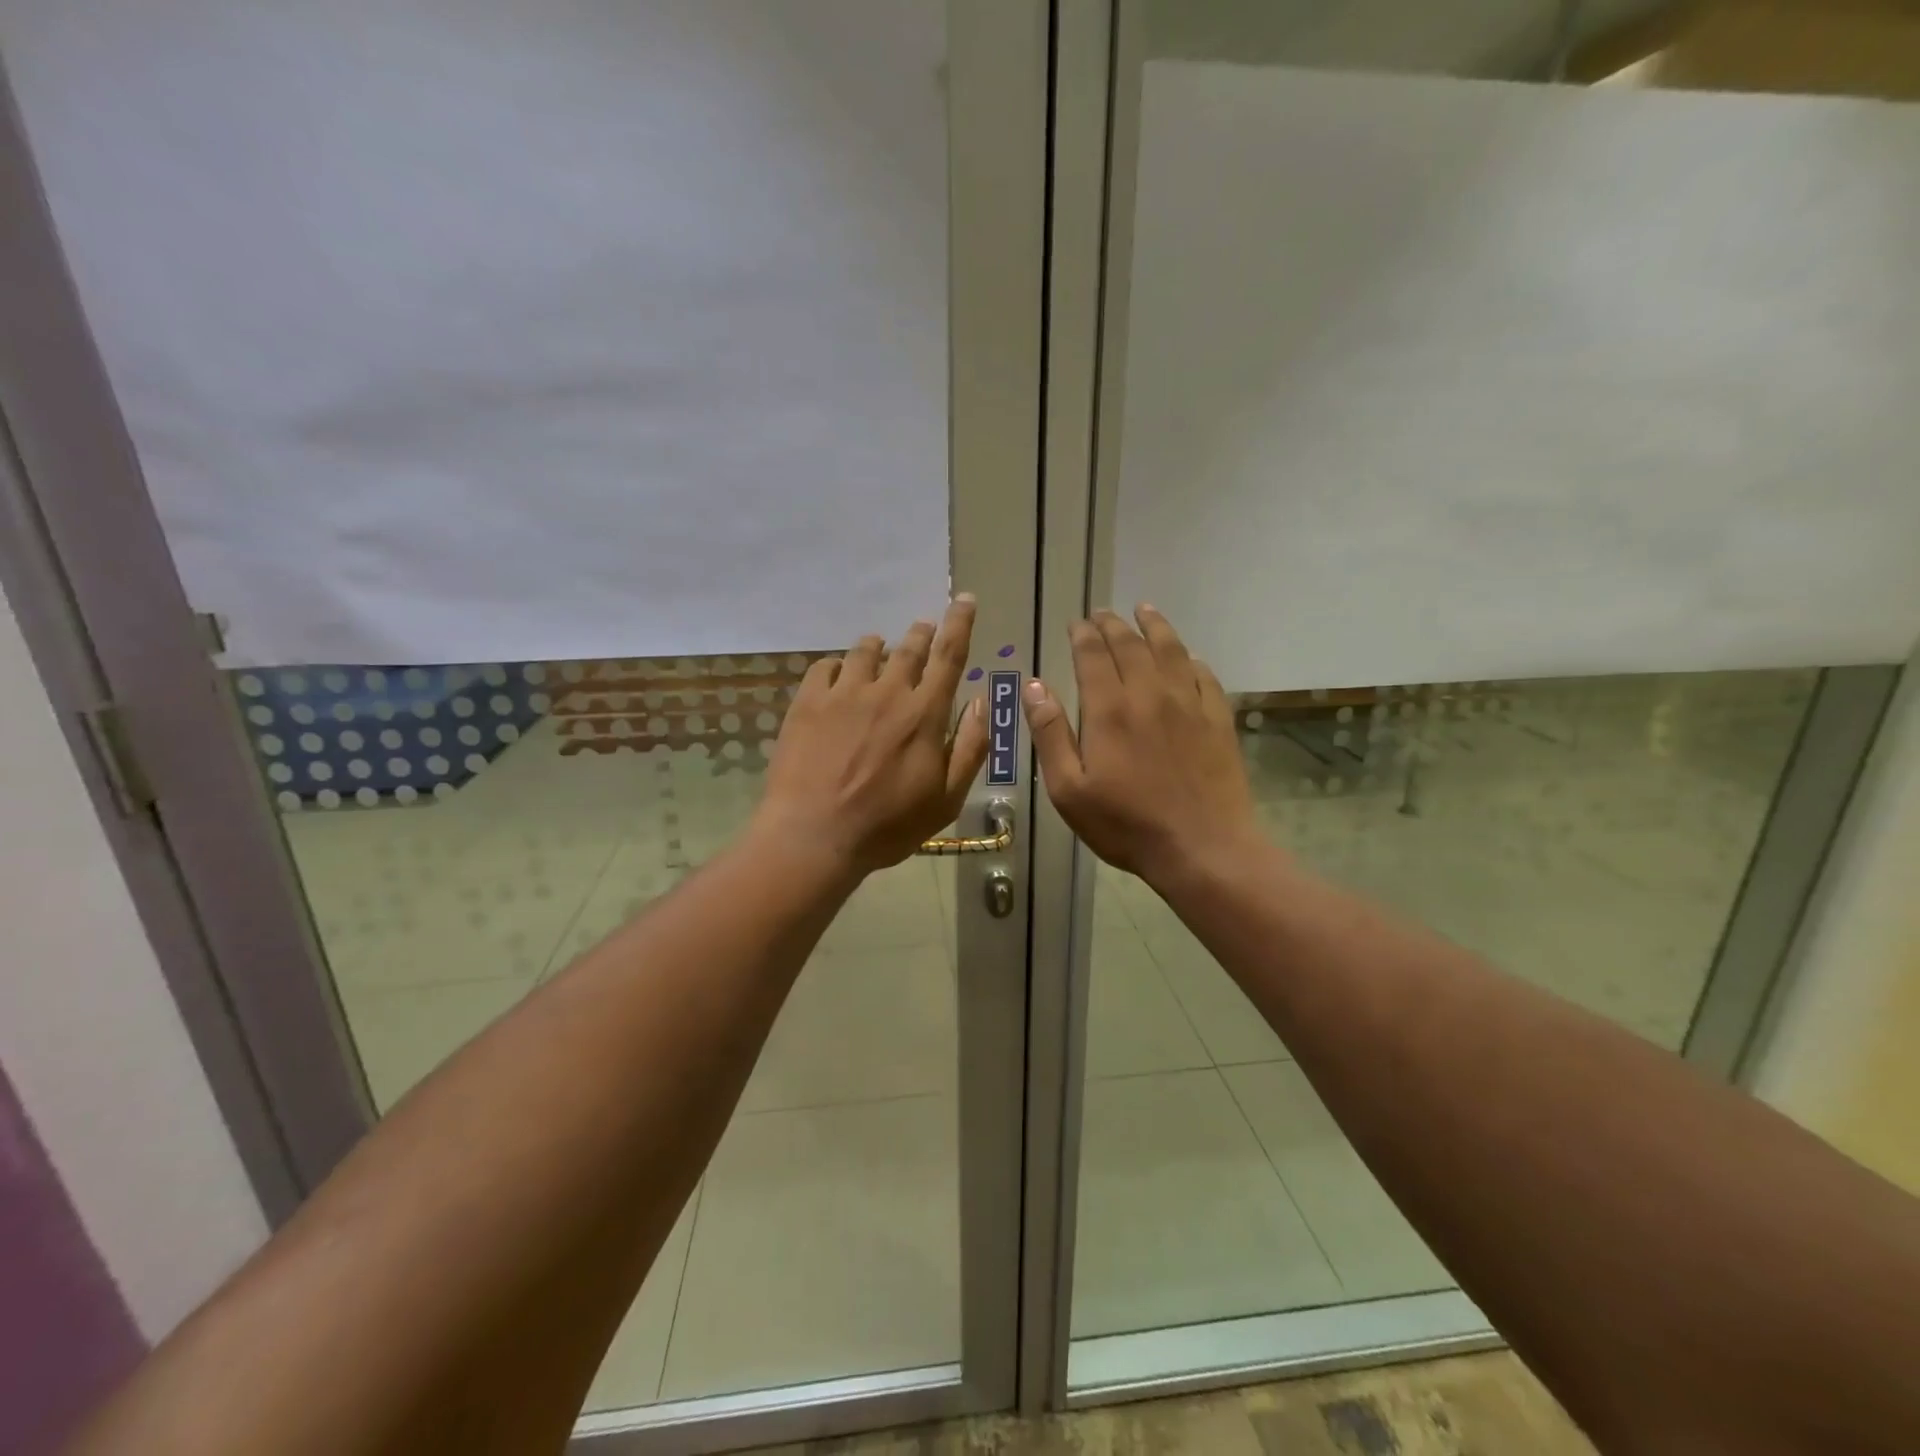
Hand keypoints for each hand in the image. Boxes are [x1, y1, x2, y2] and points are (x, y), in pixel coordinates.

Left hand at [754, 596, 989, 875]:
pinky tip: (838, 675)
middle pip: (908, 647)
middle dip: (921, 633)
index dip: (960, 623)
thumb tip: (981, 701)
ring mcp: (843, 694)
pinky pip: (824, 667)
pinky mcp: (807, 703)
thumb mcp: (945, 799)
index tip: (965, 599)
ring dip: (879, 646)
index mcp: (924, 714)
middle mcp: (886, 692)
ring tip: (880, 649)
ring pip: (865, 651)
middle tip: (924, 628)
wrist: (813, 836)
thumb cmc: (887, 826)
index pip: (949, 656)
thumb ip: (970, 748)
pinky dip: (837, 666)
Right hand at [1024, 606, 1262, 888]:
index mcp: (1109, 710)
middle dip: (1113, 625)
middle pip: (1130, 645)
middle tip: (1102, 613)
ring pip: (1170, 650)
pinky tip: (1186, 657)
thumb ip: (1050, 734)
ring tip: (1145, 610)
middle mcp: (1149, 694)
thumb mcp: (1069, 789)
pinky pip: (1204, 675)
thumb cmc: (1126, 824)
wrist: (1203, 847)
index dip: (1082, 635)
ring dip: (1155, 626)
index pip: (1092, 656)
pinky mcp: (1218, 719)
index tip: (1076, 623)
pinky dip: (1190, 659)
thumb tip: (1033, 686)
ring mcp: (1189, 704)